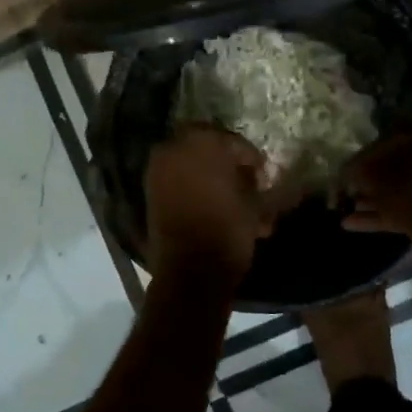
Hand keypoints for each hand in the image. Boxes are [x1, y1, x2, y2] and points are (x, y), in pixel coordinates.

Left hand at [144, 126, 270, 276]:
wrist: (190, 269)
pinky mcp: (150, 189)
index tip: (262, 177)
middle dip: (226, 160)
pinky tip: (209, 202)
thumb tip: (251, 175)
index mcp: (203, 142)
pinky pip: (176, 177)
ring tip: (228, 195)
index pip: (235, 142)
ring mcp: (158, 168)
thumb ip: (252, 180)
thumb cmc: (228, 230)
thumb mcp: (253, 203)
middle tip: (243, 179)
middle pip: (208, 146)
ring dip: (208, 172)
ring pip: (190, 161)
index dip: (251, 160)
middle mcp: (175, 147)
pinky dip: (192, 185)